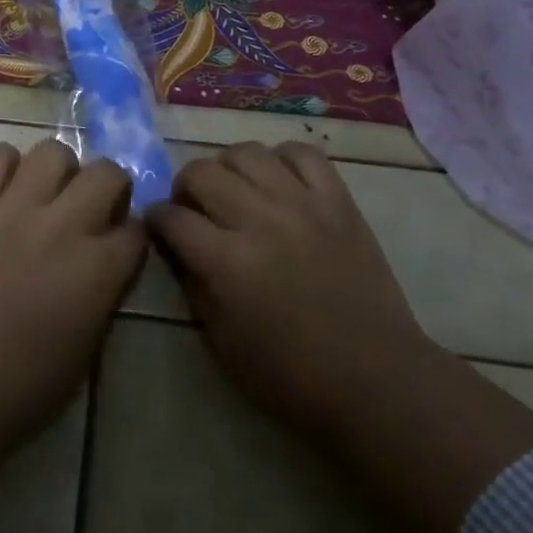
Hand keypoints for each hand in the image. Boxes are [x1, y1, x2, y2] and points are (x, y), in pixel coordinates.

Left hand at [0, 139, 146, 454]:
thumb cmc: (24, 386)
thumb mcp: (89, 345)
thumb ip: (104, 291)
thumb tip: (105, 258)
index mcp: (100, 269)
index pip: (137, 228)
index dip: (128, 235)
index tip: (116, 245)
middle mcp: (64, 226)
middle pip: (107, 173)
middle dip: (108, 188)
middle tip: (88, 209)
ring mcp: (14, 210)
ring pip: (53, 151)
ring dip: (58, 171)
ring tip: (44, 193)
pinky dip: (3, 165)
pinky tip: (2, 189)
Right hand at [149, 141, 532, 532]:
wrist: (375, 380)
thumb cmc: (290, 375)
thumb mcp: (221, 342)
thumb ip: (192, 283)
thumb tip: (175, 244)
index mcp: (227, 263)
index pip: (172, 218)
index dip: (156, 219)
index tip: (159, 226)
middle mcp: (260, 221)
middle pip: (201, 172)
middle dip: (185, 188)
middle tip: (194, 208)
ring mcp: (303, 205)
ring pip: (247, 152)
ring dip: (228, 168)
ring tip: (235, 190)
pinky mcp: (339, 201)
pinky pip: (302, 153)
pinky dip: (281, 159)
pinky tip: (278, 180)